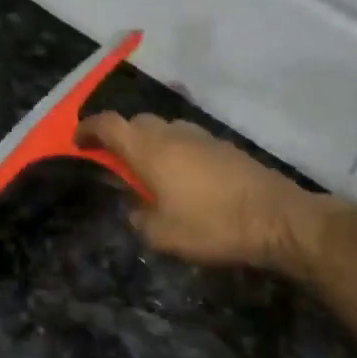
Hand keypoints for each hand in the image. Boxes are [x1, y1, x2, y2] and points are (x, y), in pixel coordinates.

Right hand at [76, 112, 311, 267]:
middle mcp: (174, 134)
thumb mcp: (161, 234)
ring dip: (150, 143)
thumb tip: (134, 208)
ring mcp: (203, 138)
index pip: (109, 124)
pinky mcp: (225, 148)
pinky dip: (175, 152)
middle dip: (120, 136)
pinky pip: (188, 141)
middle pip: (137, 122)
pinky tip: (181, 178)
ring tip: (147, 172)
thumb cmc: (212, 226)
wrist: (279, 220)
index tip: (77, 142)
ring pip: (165, 130)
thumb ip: (138, 217)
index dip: (88, 129)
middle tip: (113, 162)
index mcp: (150, 150)